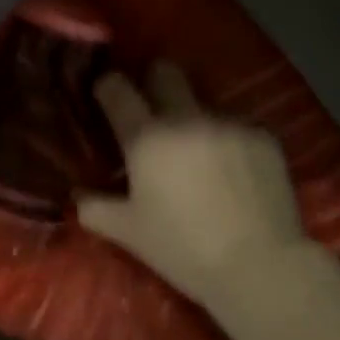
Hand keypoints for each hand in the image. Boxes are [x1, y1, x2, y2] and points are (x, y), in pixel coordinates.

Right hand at [78, 63, 305, 308]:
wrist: (260, 267)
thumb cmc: (183, 249)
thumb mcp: (130, 233)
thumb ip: (96, 208)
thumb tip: (77, 195)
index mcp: (147, 137)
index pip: (117, 87)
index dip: (108, 85)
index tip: (108, 95)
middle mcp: (186, 118)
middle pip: (165, 71)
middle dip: (155, 81)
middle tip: (155, 109)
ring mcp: (228, 123)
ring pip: (204, 103)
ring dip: (196, 121)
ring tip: (202, 157)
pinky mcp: (262, 136)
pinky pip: (239, 126)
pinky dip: (230, 142)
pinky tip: (236, 173)